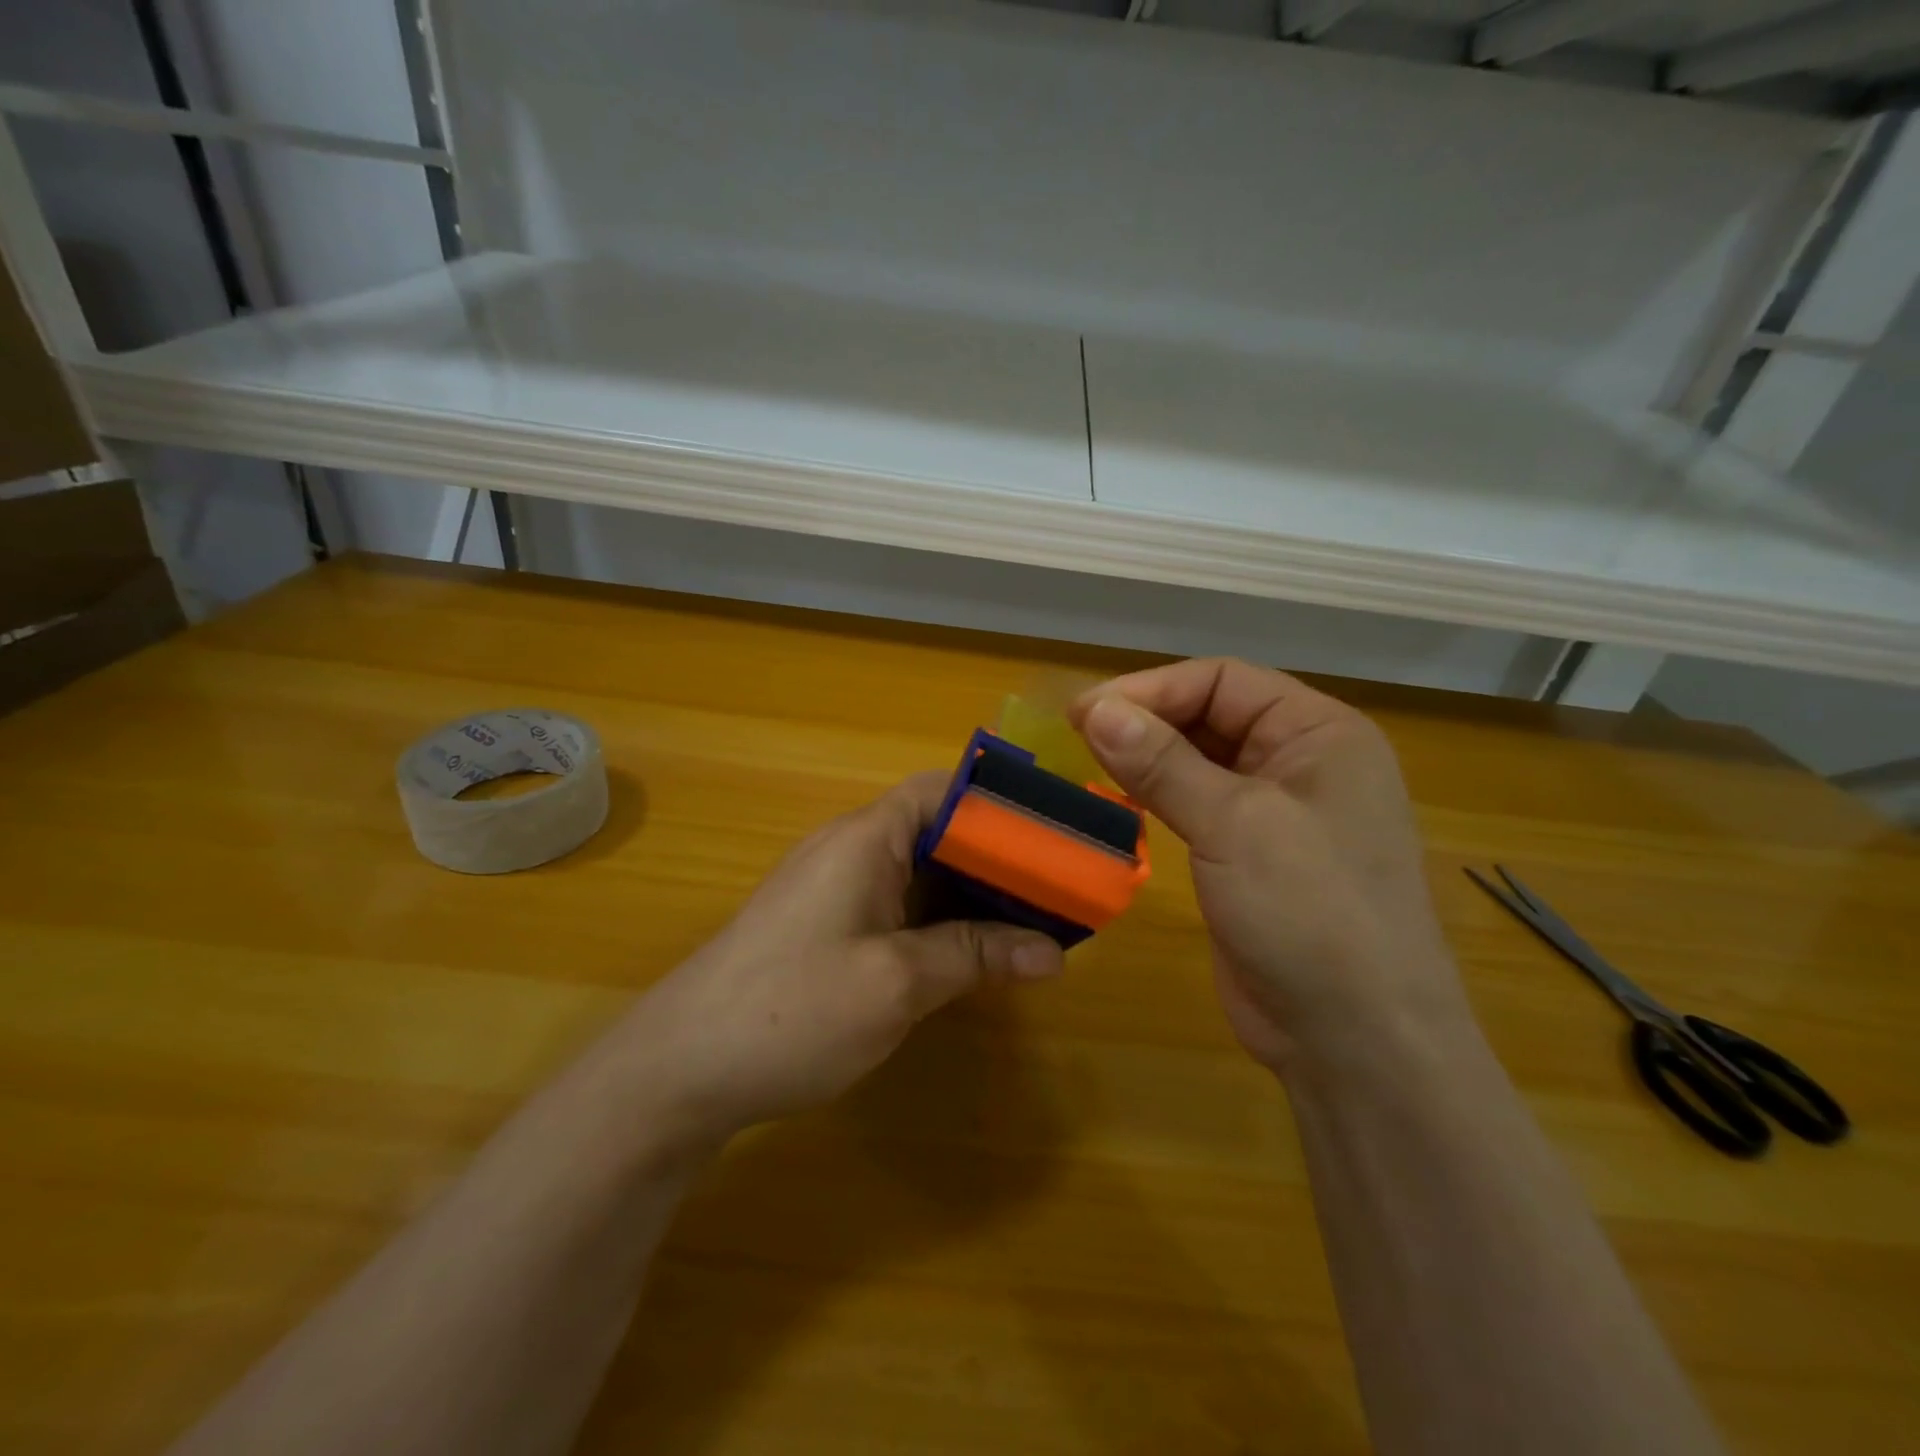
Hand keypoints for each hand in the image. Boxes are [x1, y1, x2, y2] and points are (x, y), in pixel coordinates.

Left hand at [622, 771, 1063, 1149]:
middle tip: (1057, 890)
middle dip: (996, 858)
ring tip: (1031, 923)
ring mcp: (834, 890)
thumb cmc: (792, 1010)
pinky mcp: (826, 928)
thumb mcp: (897, 983)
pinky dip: (939, 922)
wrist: (678, 1071)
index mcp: (865, 839)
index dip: (998, 804)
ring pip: (919, 874)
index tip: (1052, 833)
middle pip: (936, 832)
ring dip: (970, 896)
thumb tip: (1053, 952)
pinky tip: (971, 955)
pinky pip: (897, 907)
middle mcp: (850, 851)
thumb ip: (975, 956)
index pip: (941, 790)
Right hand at [1070, 659, 1467, 1070]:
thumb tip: (1095, 707)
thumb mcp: (1234, 824)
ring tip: (1088, 763)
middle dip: (1147, 720)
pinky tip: (1120, 800)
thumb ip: (1162, 762)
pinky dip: (1158, 796)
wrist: (1358, 1041)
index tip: (1085, 713)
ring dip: (1147, 758)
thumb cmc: (1311, 912)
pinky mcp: (1252, 855)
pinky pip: (1199, 805)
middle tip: (1077, 737)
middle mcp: (1303, 761)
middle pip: (1211, 715)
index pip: (1223, 680)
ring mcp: (1279, 812)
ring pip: (1200, 761)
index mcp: (1320, 732)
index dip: (1151, 689)